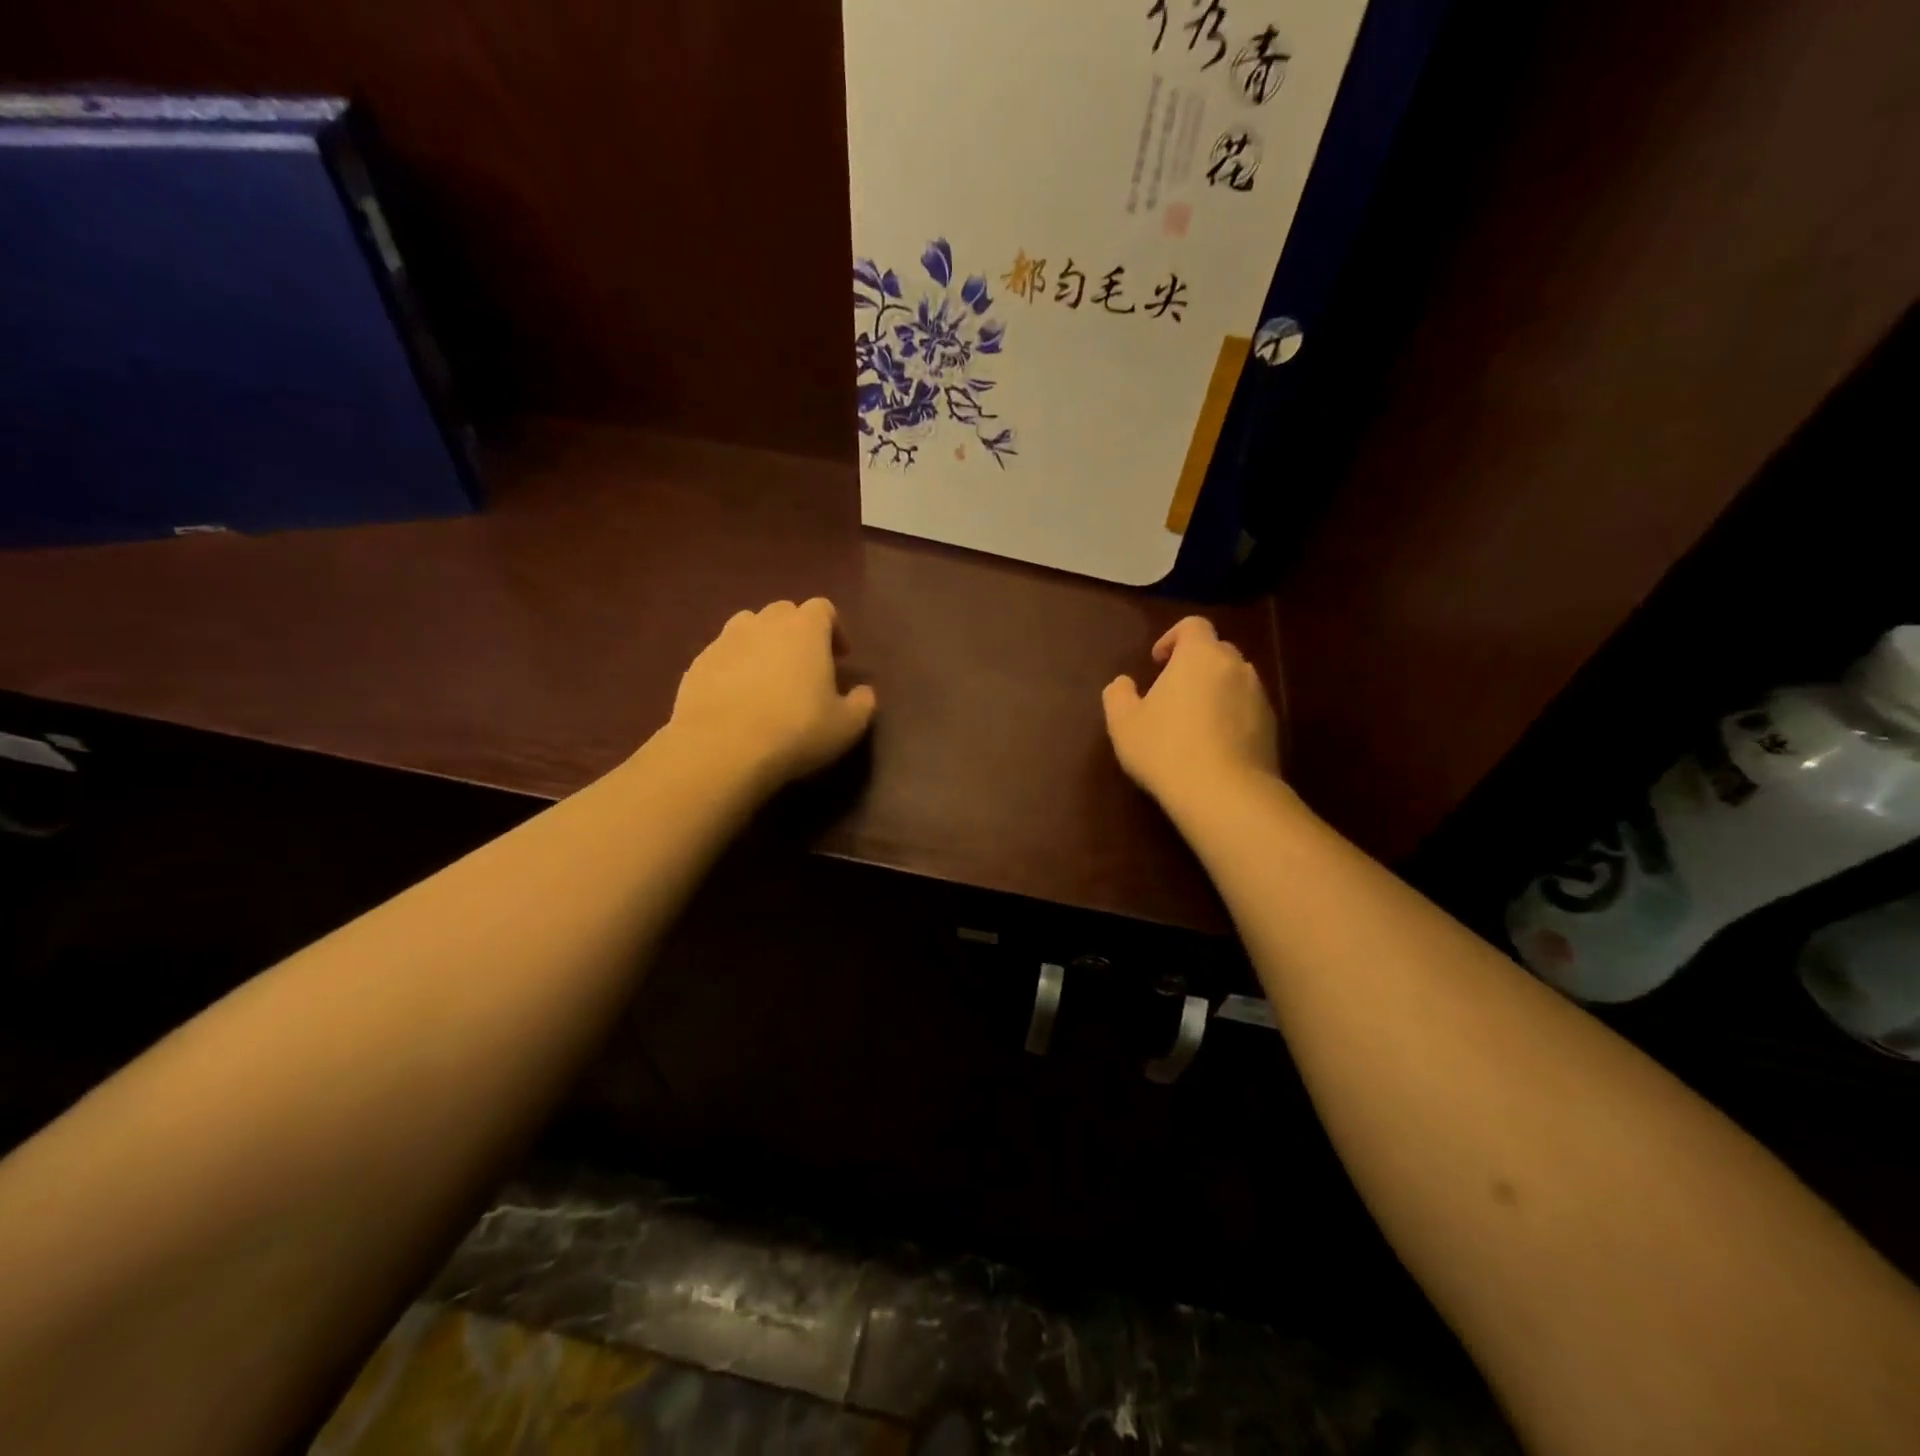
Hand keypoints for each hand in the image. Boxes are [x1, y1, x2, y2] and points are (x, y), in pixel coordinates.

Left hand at [667, 598, 876, 793]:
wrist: (721, 749)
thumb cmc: (796, 730)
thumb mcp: (846, 726)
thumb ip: (862, 703)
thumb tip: (864, 692)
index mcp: (805, 629)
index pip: (823, 609)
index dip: (834, 629)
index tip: (840, 657)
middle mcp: (764, 623)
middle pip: (784, 612)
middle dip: (796, 632)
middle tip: (804, 666)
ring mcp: (725, 641)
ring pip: (747, 628)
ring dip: (761, 644)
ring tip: (767, 677)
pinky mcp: (696, 664)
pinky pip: (721, 656)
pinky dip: (733, 667)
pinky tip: (737, 698)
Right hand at [1103, 617, 1279, 811]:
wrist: (1225, 794)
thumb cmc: (1166, 749)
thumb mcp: (1124, 724)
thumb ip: (1118, 695)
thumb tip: (1123, 683)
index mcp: (1200, 655)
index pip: (1193, 625)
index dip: (1173, 638)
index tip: (1158, 663)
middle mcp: (1236, 666)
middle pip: (1217, 652)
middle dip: (1195, 665)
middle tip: (1172, 694)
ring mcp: (1259, 697)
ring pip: (1234, 682)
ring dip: (1215, 692)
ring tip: (1193, 724)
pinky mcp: (1272, 727)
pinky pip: (1247, 710)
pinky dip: (1231, 718)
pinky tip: (1213, 747)